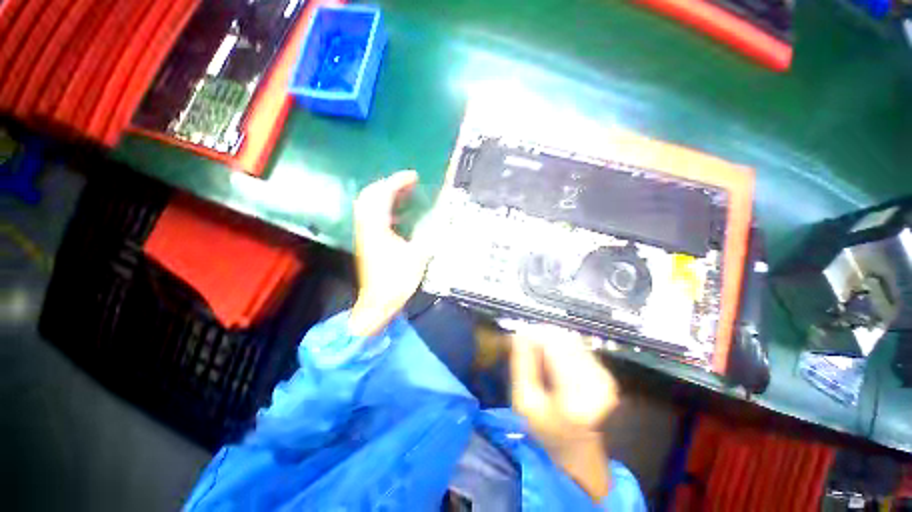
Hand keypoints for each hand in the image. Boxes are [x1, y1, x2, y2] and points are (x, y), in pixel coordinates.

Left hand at [348, 171, 429, 336]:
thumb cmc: (396, 280)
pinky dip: (385, 208)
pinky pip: (373, 216)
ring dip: (386, 195)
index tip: (414, 176)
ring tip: (405, 194)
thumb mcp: (418, 257)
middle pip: (370, 195)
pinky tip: (400, 214)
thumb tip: (440, 218)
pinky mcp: (368, 241)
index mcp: (377, 227)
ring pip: (370, 205)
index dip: (397, 181)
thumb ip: (428, 235)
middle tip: (409, 183)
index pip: (382, 195)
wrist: (377, 303)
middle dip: (389, 184)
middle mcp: (367, 226)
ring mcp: (365, 234)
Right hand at [510, 325, 618, 499]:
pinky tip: (552, 359)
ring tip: (538, 352)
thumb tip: (520, 333)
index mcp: (575, 395)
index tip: (519, 335)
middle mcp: (596, 382)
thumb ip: (522, 364)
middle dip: (542, 336)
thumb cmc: (547, 429)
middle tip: (526, 342)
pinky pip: (578, 348)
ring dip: (552, 340)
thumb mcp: (524, 400)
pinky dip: (561, 347)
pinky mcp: (606, 374)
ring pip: (571, 341)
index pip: (554, 346)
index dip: (535, 334)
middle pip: (564, 340)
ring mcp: (605, 377)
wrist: (579, 450)